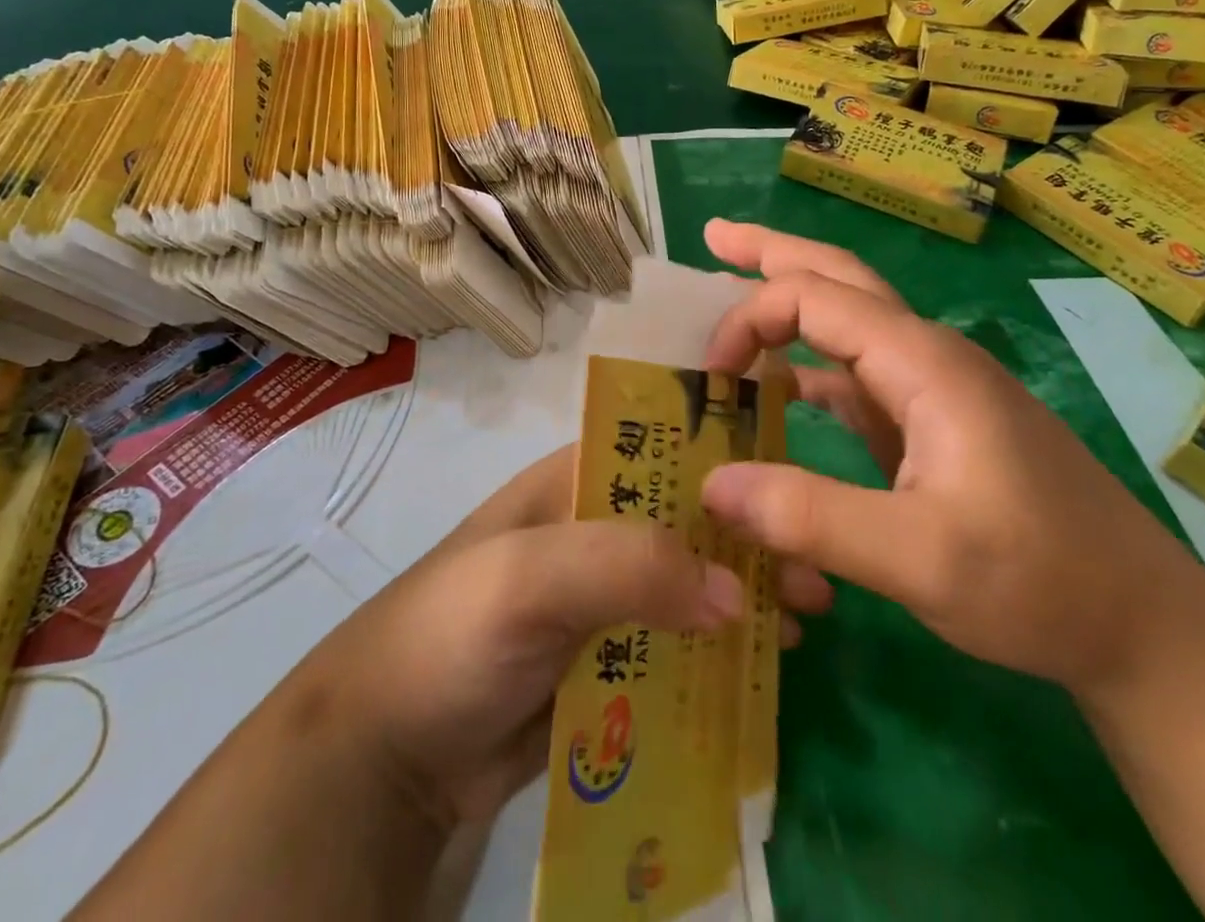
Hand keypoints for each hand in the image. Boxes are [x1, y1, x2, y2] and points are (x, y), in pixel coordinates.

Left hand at [291, 444, 833, 830]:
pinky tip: (762, 670)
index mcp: (575, 483)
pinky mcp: (604, 661)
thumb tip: (735, 593)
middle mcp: (593, 530)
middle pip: (687, 522)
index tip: (796, 488)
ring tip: (805, 624)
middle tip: (818, 578)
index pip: (664, 449)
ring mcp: (600, 599)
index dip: (729, 462)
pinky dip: (718, 654)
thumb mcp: (528, 577)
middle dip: (750, 542)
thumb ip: (626, 565)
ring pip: (688, 585)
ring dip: (744, 598)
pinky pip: (674, 647)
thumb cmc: (452, 633)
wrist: (386, 754)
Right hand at [696, 219, 1197, 694]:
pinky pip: (855, 373)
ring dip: (788, 301)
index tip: (710, 374)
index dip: (749, 319)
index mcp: (923, 361)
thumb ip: (811, 516)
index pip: (814, 298)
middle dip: (770, 252)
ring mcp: (931, 388)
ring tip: (732, 286)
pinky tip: (779, 382)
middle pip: (838, 277)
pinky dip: (807, 363)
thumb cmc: (1040, 581)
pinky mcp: (932, 423)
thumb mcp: (919, 559)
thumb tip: (713, 484)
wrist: (1143, 625)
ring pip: (847, 319)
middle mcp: (925, 356)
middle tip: (712, 236)